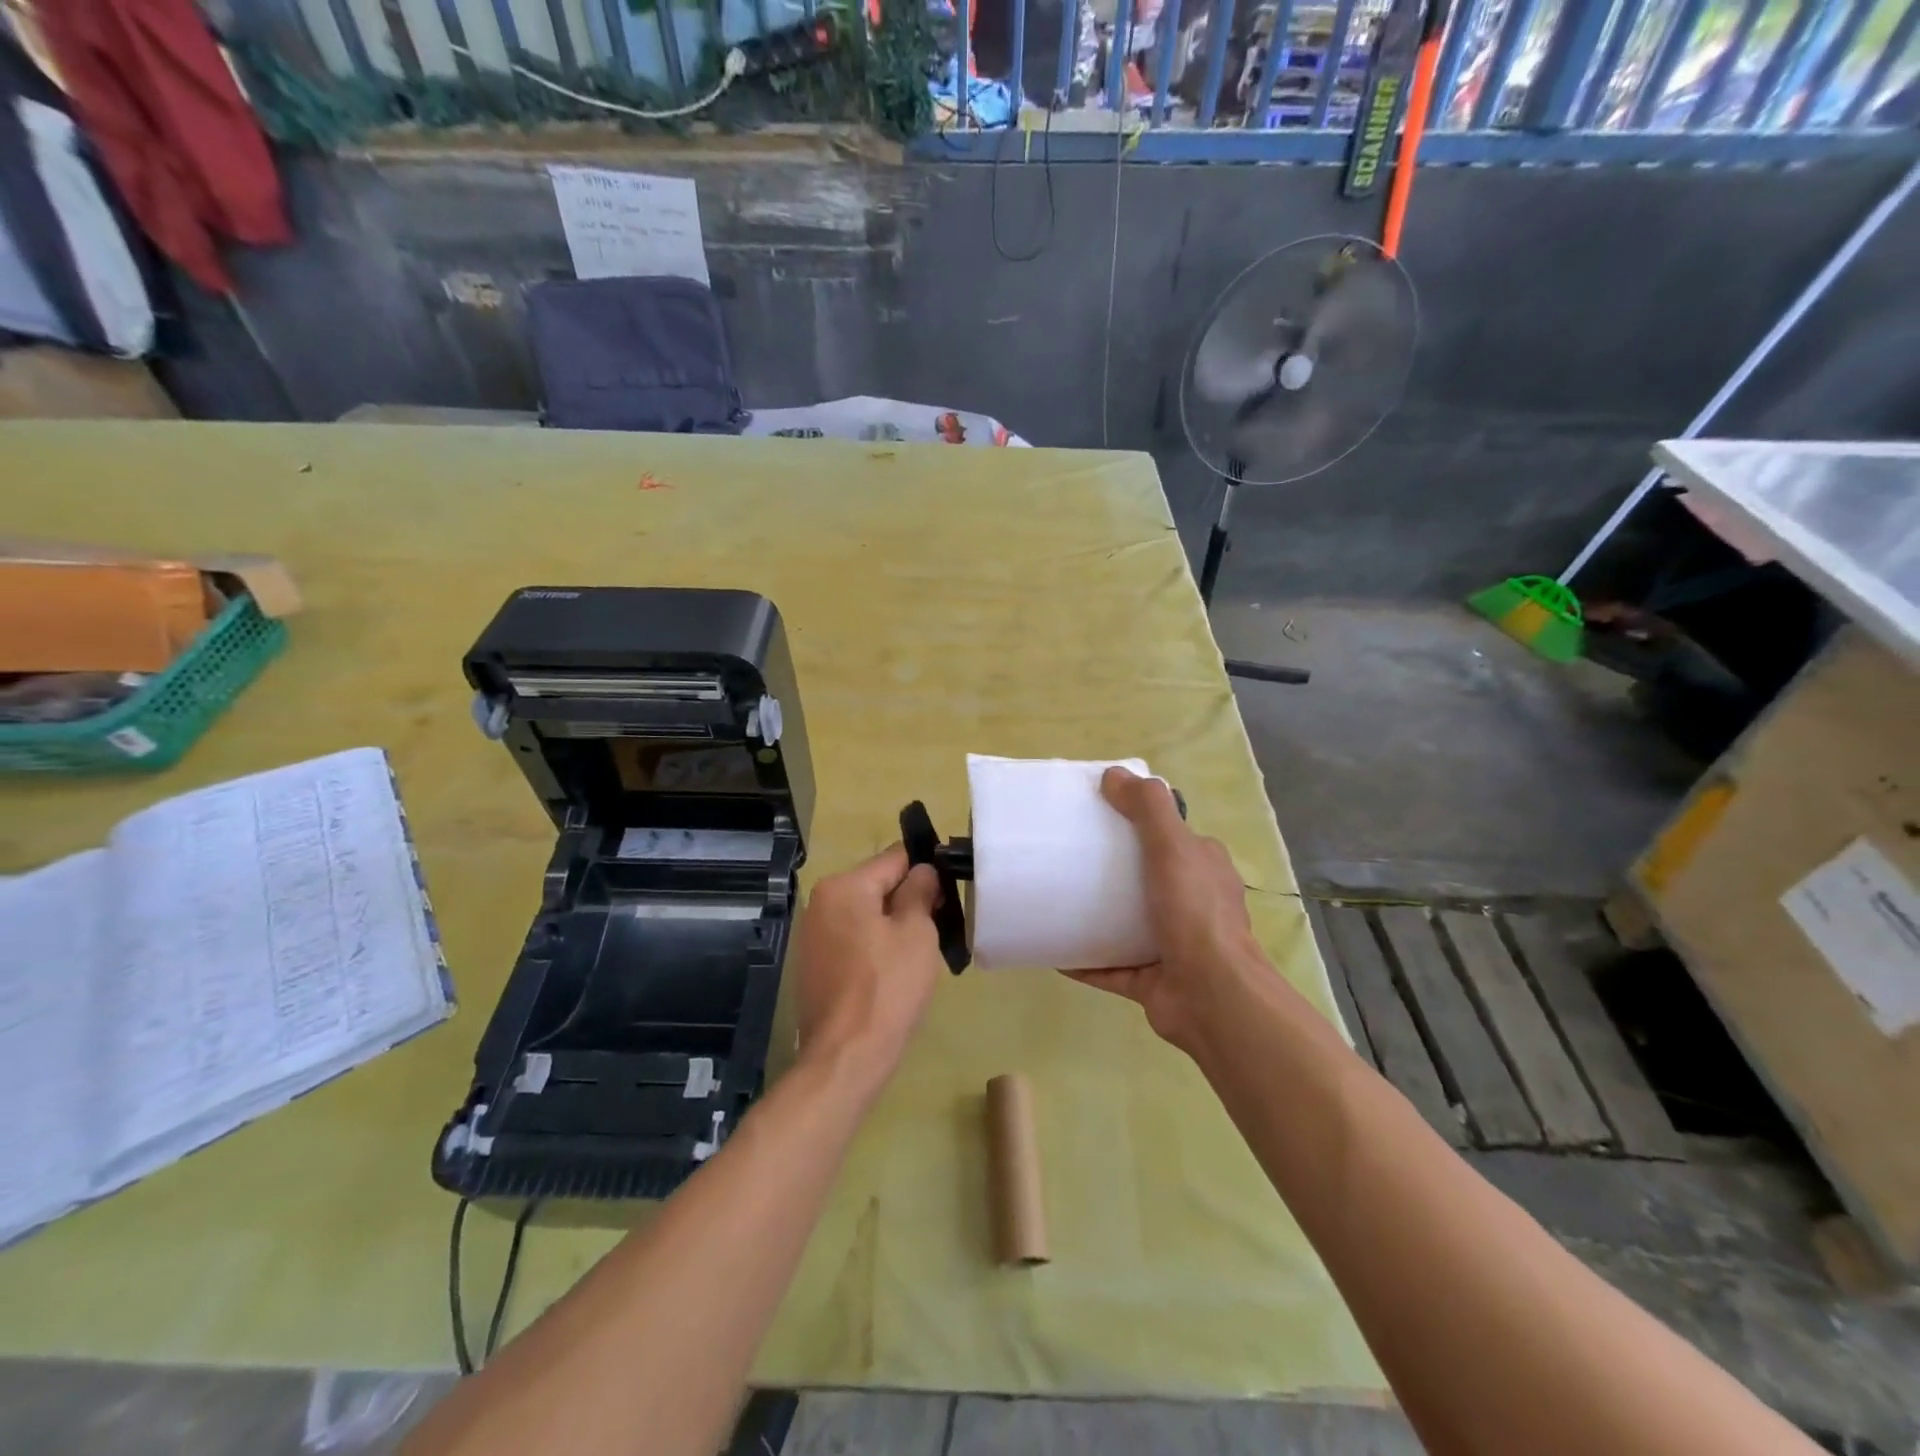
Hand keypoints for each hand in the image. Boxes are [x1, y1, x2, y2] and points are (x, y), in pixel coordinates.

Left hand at [792, 844, 945, 1096]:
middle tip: (941, 925)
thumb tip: (922, 871)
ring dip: (893, 925)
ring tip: (921, 952)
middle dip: (909, 899)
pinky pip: (853, 940)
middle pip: (877, 885)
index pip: (895, 858)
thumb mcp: (916, 932)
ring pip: (866, 914)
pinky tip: (894, 972)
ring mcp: (813, 935)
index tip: (949, 890)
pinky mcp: (814, 965)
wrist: (847, 1055)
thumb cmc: (888, 987)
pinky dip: (875, 946)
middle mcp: (821, 902)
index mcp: (843, 886)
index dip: (926, 869)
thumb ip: (920, 890)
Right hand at [1064, 767, 1268, 1052]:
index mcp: (1203, 869)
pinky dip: (1083, 958)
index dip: (1138, 822)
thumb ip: (1147, 808)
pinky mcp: (1150, 979)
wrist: (1210, 996)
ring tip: (1056, 899)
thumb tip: (1114, 775)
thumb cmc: (1194, 914)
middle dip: (1110, 870)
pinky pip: (1109, 965)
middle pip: (1144, 878)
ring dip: (1095, 914)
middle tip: (1068, 857)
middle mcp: (1192, 904)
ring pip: (1126, 923)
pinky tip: (1053, 948)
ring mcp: (1172, 944)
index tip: (1097, 815)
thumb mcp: (1172, 847)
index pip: (1171, 836)